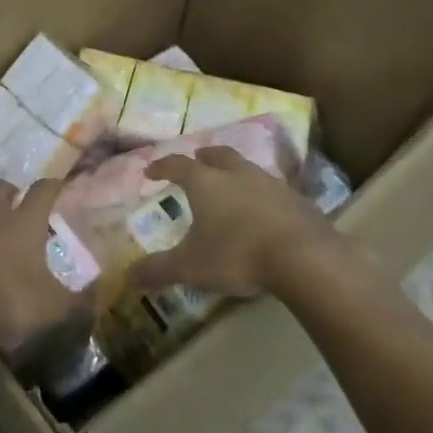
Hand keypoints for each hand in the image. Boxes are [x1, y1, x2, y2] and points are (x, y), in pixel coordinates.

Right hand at [131, 147, 344, 298]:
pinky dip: (261, 195)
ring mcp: (270, 184)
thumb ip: (160, 269)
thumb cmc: (237, 254)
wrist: (304, 258)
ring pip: (247, 168)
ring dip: (235, 172)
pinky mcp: (297, 200)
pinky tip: (262, 211)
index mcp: (206, 182)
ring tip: (230, 185)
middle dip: (204, 157)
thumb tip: (128, 277)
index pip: (178, 165)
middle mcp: (237, 174)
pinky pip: (272, 190)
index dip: (162, 167)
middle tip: (197, 161)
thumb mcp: (191, 266)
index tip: (151, 171)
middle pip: (218, 155)